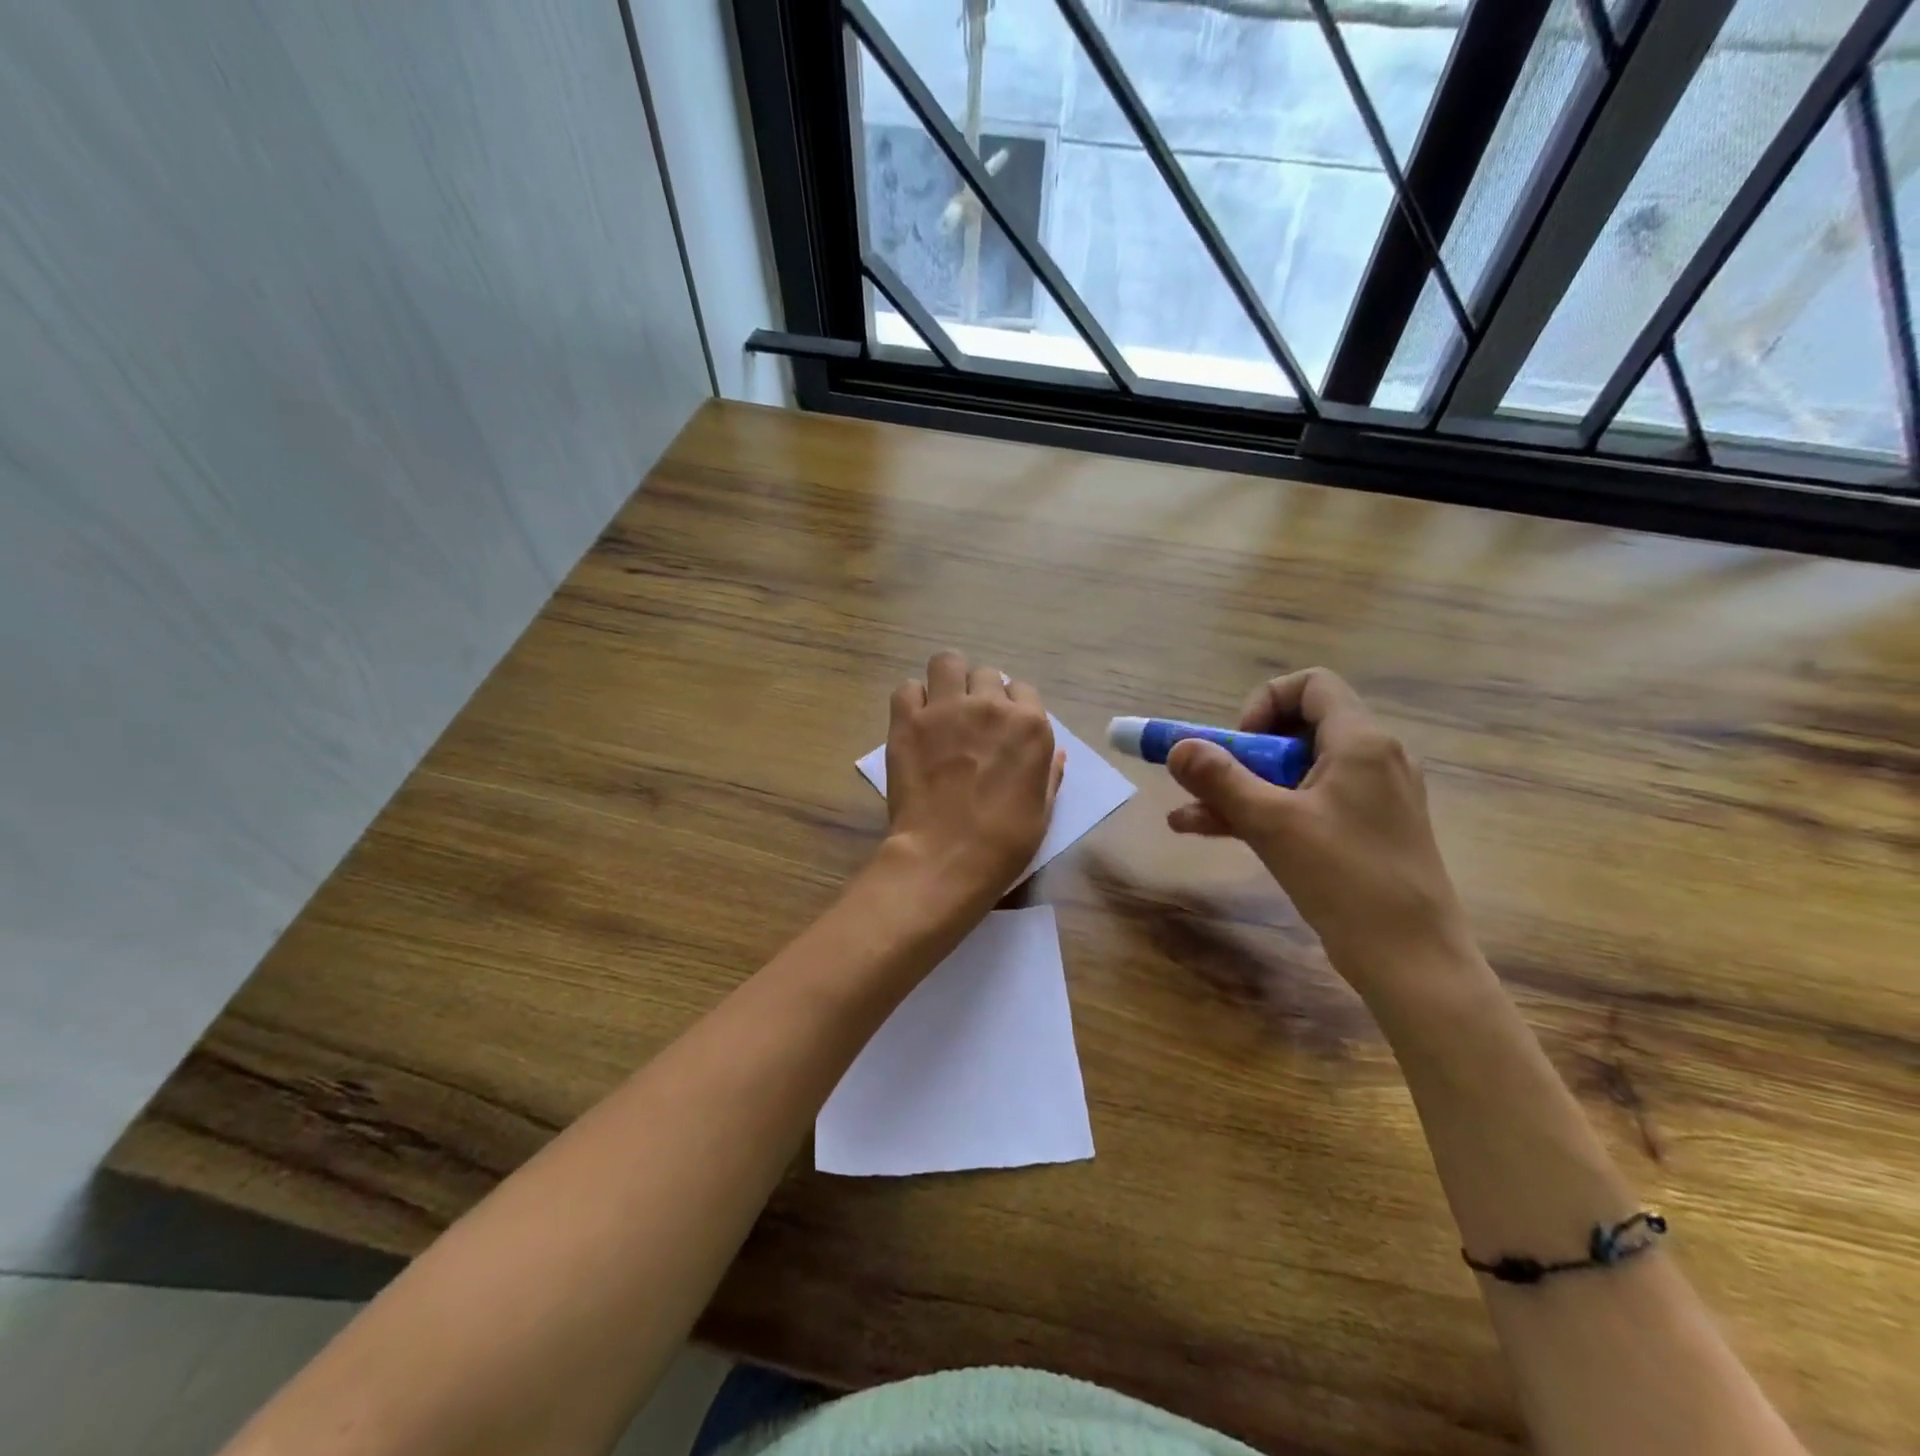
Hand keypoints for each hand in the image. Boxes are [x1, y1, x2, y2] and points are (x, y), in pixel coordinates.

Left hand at [882, 651, 1065, 903]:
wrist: (946, 858)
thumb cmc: (1003, 843)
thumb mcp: (1042, 811)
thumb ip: (1049, 774)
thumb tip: (1056, 752)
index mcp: (1030, 726)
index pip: (1023, 690)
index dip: (1011, 707)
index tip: (1001, 727)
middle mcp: (990, 707)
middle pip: (986, 674)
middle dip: (980, 693)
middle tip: (969, 722)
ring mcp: (946, 709)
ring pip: (947, 663)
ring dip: (947, 680)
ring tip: (941, 706)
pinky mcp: (908, 721)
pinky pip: (908, 688)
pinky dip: (912, 700)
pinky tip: (915, 721)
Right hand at [1164, 668, 1471, 998]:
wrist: (1413, 962)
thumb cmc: (1346, 880)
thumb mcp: (1272, 824)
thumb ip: (1220, 780)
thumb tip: (1177, 747)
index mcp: (1361, 743)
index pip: (1312, 685)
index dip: (1265, 702)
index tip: (1238, 745)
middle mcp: (1372, 759)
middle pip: (1295, 731)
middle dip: (1240, 755)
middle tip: (1210, 785)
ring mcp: (1370, 799)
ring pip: (1293, 774)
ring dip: (1240, 789)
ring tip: (1187, 815)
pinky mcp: (1363, 832)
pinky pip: (1305, 805)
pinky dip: (1263, 812)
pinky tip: (1210, 831)